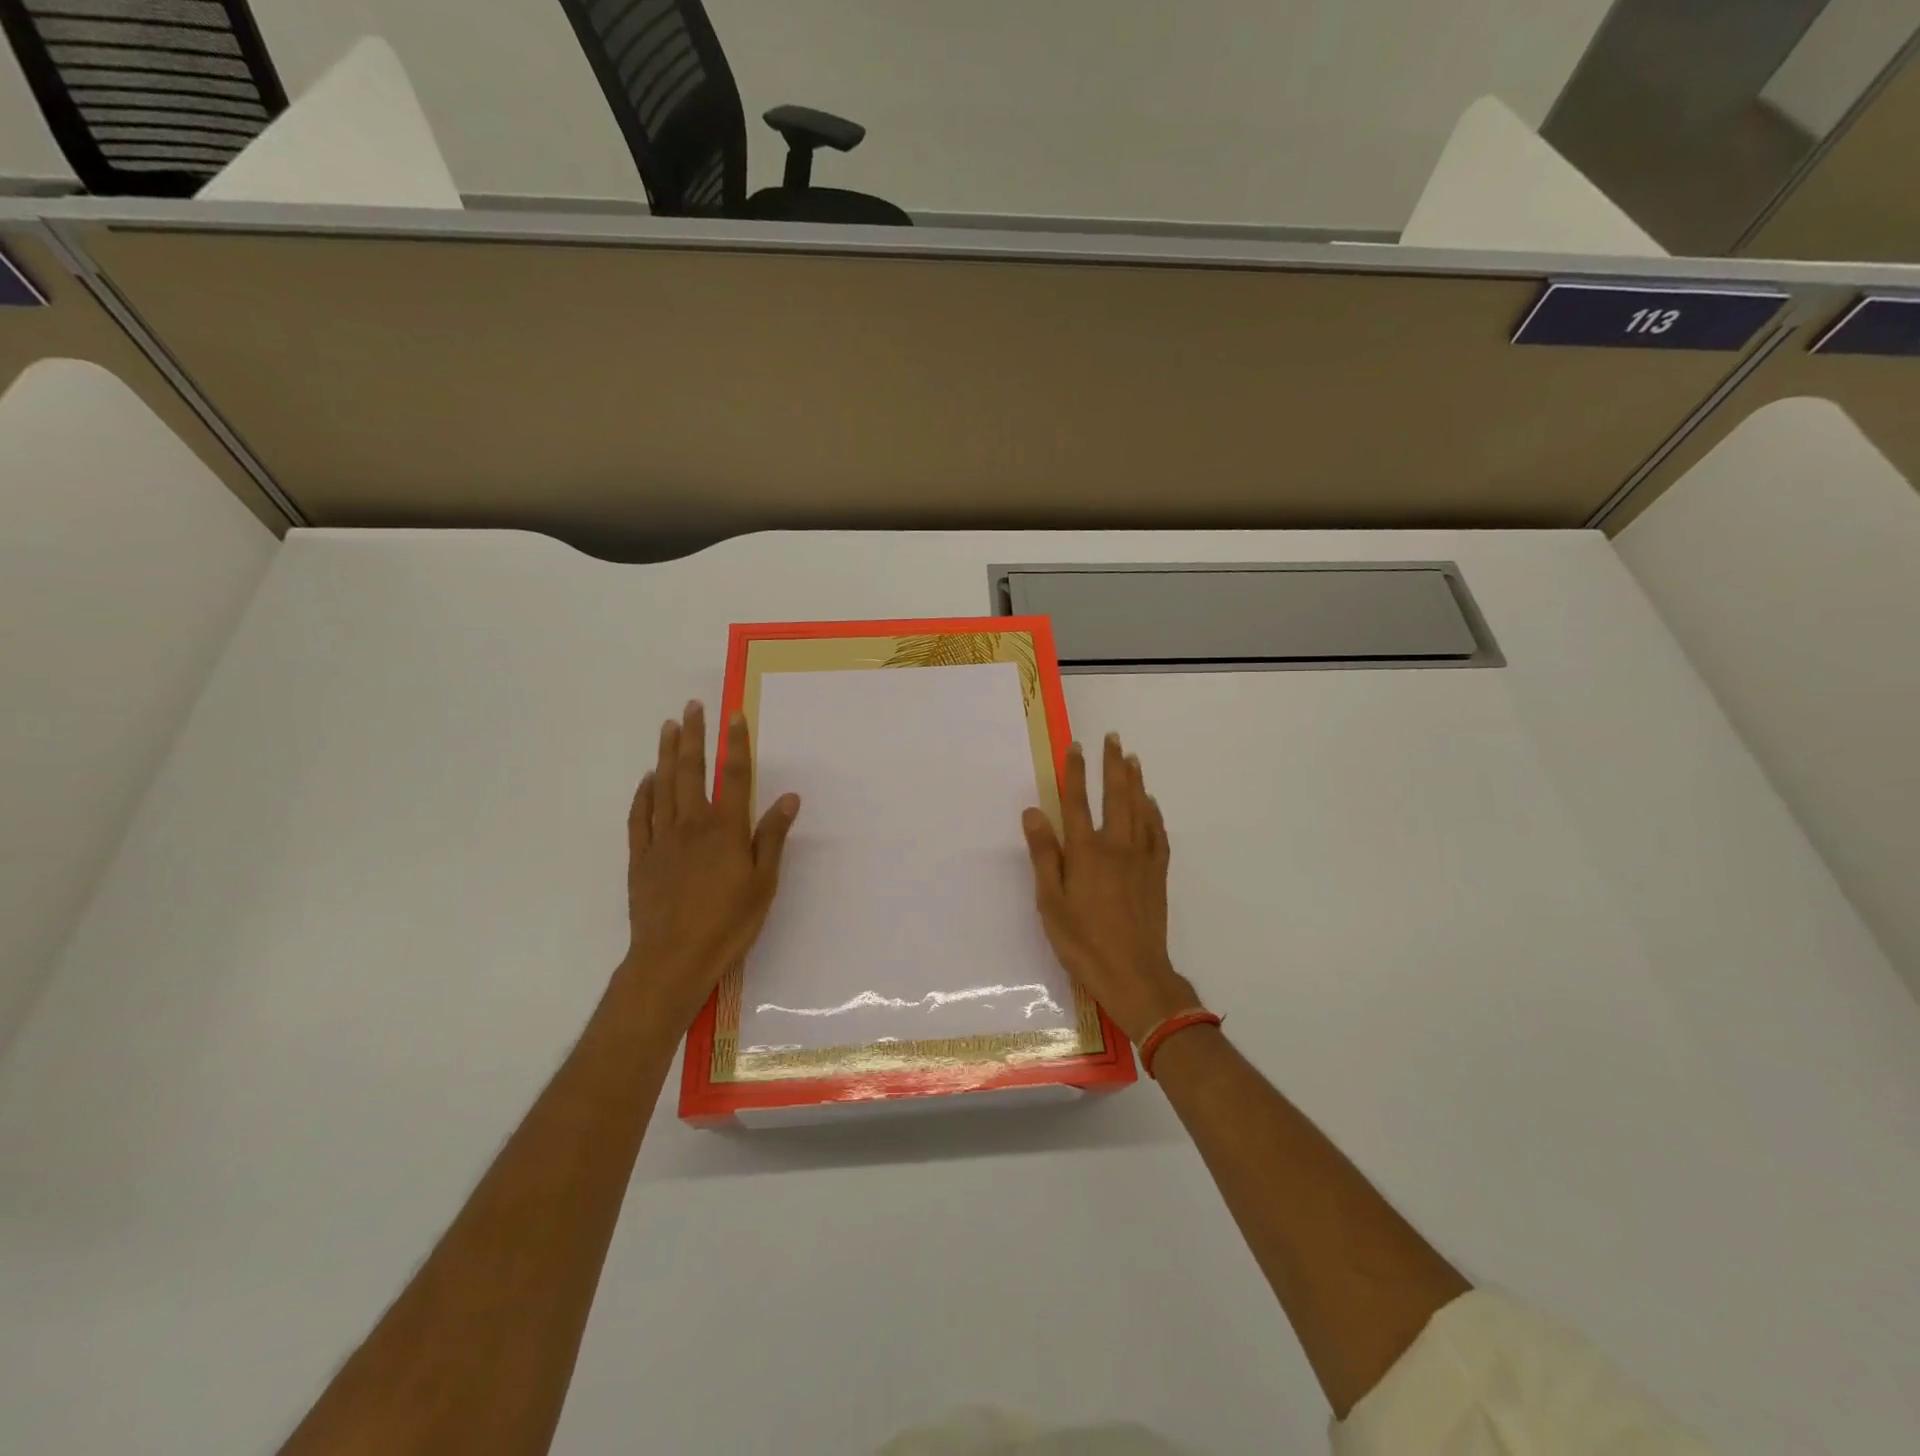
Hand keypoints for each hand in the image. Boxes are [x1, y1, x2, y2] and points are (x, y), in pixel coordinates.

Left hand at [622, 701, 799, 1030]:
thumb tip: (788, 798)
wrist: (672, 959)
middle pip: (690, 771)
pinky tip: (646, 779)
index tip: (734, 714)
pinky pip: (640, 816)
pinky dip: (643, 793)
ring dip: (666, 754)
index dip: (736, 743)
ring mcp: (661, 839)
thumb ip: (771, 837)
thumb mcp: (763, 883)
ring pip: (662, 786)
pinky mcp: (640, 858)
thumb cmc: (727, 923)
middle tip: (692, 707)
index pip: (733, 776)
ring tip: (668, 727)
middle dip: (692, 736)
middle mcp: (691, 825)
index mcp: (725, 829)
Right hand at [1021, 733, 1198, 1044]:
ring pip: (1139, 809)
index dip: (1076, 772)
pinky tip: (1151, 804)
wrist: (1133, 973)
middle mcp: (1116, 846)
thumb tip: (1032, 812)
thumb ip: (1043, 854)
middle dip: (1112, 765)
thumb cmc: (1082, 941)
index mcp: (1085, 851)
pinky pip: (1159, 834)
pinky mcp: (1158, 874)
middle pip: (1115, 796)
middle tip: (1113, 738)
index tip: (1076, 746)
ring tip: (1133, 758)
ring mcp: (1142, 858)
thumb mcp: (1050, 901)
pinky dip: (1154, 814)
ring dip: (1135, 781)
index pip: (1077, 801)